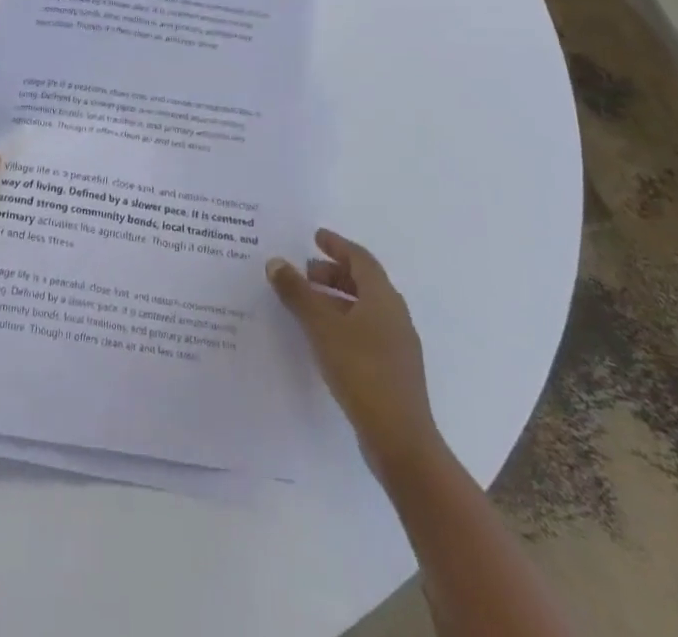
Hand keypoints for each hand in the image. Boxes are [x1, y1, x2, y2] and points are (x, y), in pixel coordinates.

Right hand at [268, 229, 442, 483]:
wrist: (401, 441)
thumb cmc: (361, 371)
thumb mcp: (321, 327)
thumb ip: (298, 293)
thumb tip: (276, 262)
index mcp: (383, 298)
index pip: (360, 259)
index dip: (337, 245)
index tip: (316, 236)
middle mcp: (394, 315)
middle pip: (364, 282)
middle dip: (334, 272)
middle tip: (305, 271)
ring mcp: (398, 346)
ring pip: (365, 308)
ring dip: (337, 298)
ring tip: (308, 304)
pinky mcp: (393, 371)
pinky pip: (366, 331)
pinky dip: (344, 322)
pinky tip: (324, 338)